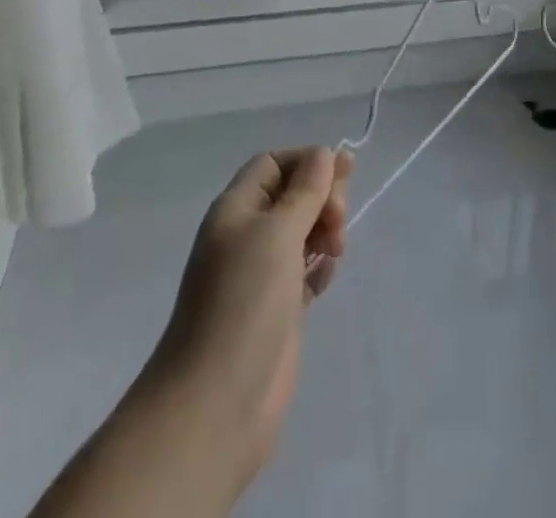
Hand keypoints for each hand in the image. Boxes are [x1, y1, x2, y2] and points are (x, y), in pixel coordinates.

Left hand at [33, 147, 349, 517]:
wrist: (216, 403)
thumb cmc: (245, 301)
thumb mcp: (278, 232)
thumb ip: (306, 190)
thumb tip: (324, 153)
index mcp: (236, 209)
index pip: (274, 164)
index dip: (307, 162)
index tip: (340, 177)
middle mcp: (246, 235)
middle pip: (292, 194)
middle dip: (322, 197)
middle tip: (338, 220)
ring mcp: (260, 274)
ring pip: (301, 232)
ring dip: (324, 231)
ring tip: (336, 251)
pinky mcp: (276, 308)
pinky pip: (304, 270)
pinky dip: (320, 267)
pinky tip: (325, 280)